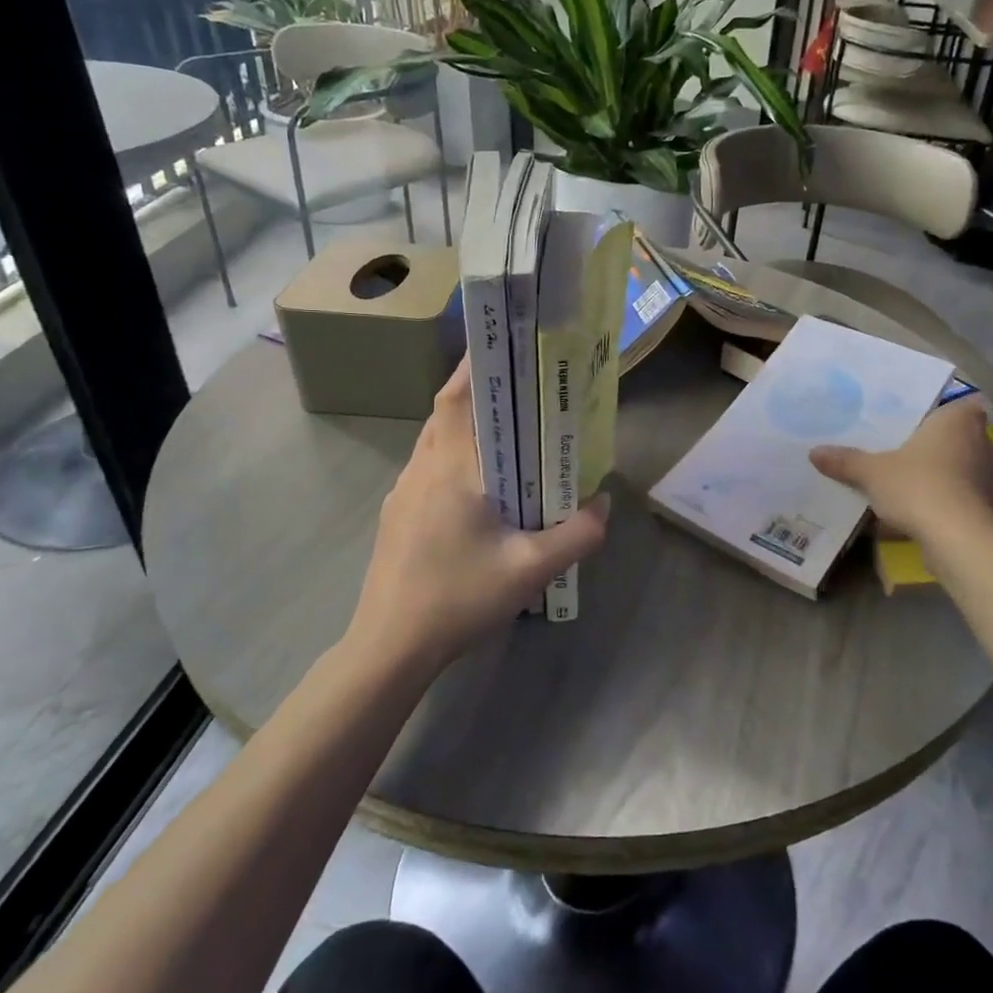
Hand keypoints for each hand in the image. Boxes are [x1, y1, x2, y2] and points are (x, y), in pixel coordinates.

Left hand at [346, 362, 608, 672]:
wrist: (389, 647)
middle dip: (479, 392)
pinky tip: (480, 486)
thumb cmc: (458, 598)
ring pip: (435, 441)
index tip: (503, 346)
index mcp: (451, 469)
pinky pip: (429, 467)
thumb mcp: (531, 571)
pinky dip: (454, 456)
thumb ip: (577, 534)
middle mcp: (422, 469)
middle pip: (446, 413)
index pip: (457, 398)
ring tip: (507, 432)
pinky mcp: (397, 516)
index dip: (475, 365)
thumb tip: (602, 503)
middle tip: (522, 388)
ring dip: (466, 426)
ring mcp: (403, 492)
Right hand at [809, 398, 992, 541]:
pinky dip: (947, 500)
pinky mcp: (991, 507)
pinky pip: (963, 495)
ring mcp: (991, 476)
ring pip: (961, 467)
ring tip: (910, 480)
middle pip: (957, 436)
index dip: (938, 411)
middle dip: (934, 444)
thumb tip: (814, 452)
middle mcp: (982, 442)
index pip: (956, 404)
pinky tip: (923, 510)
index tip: (915, 421)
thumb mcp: (872, 472)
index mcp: (959, 420)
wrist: (960, 540)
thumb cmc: (919, 487)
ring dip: (942, 473)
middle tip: (903, 448)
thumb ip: (846, 460)